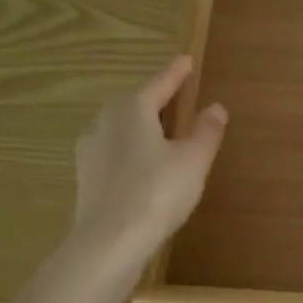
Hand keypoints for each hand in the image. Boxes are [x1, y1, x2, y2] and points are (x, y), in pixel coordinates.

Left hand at [71, 55, 227, 267]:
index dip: (176, 73)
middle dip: (156, 98)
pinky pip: (115, 151)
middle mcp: (105, 122)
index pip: (159, 83)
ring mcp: (91, 150)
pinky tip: (145, 165)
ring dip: (143, 125)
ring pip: (122, 127)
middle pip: (135, 102)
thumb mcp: (193, 160)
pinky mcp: (87, 177)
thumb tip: (215, 108)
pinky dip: (133, 149)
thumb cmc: (157, 192)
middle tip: (178, 96)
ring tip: (164, 132)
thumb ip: (206, 131)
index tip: (186, 60)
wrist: (109, 242)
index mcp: (132, 109)